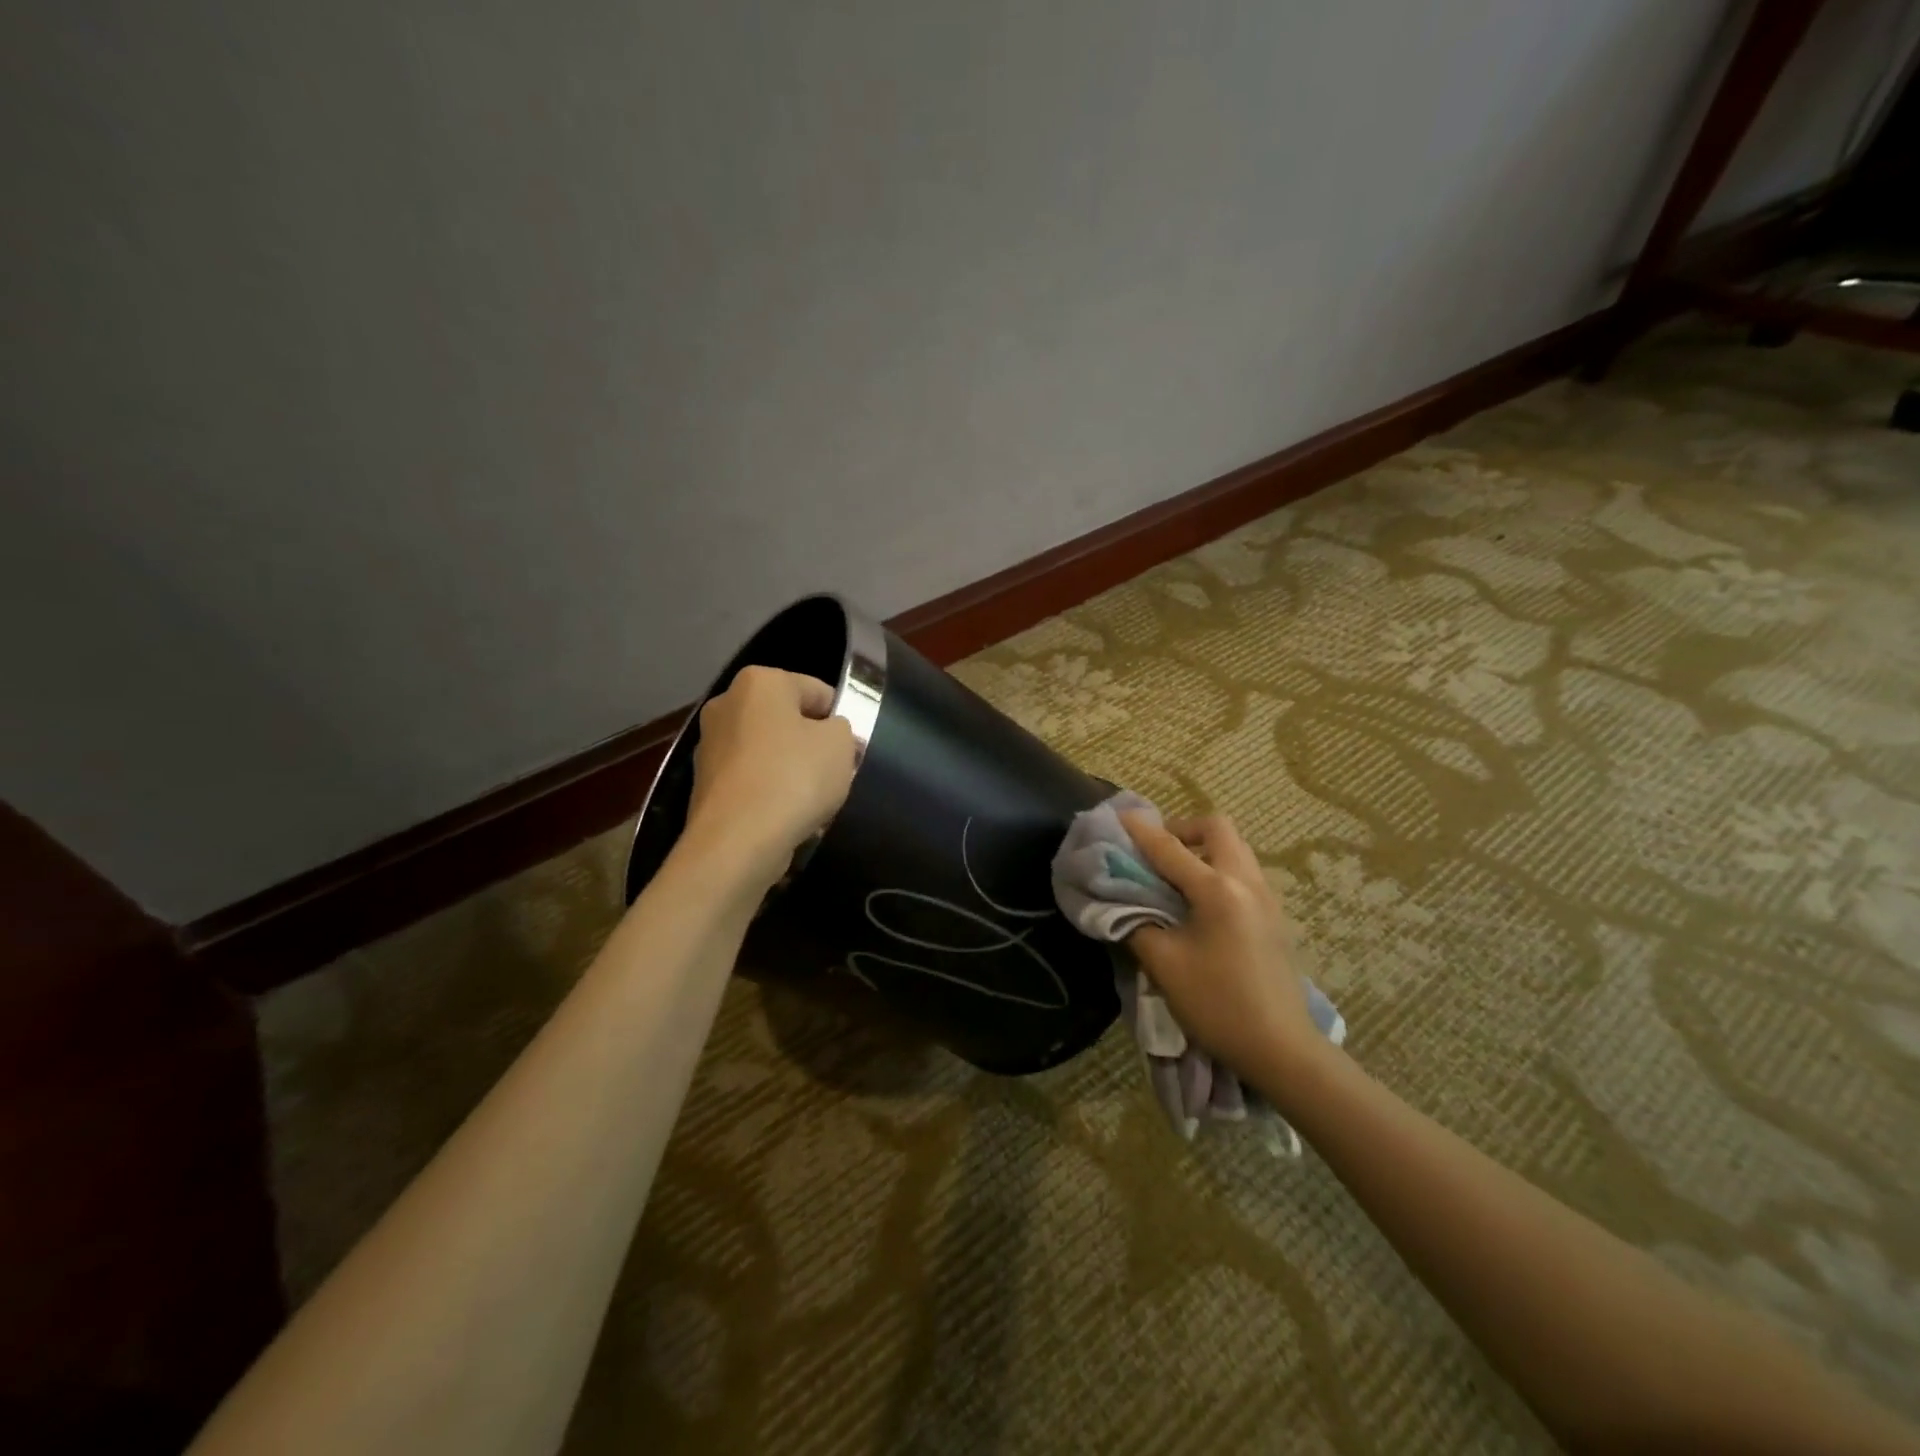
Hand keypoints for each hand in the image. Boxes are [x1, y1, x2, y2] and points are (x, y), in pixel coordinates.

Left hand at [683, 666, 856, 884]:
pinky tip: (788, 818)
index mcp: (759, 682)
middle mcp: (726, 705)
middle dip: (812, 744)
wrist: (737, 842)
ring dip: (792, 772)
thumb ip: (841, 728)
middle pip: (786, 721)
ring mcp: (710, 747)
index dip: (840, 717)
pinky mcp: (704, 785)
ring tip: (814, 802)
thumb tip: (827, 734)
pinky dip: (771, 795)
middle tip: (836, 772)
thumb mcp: (841, 743)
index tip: (852, 746)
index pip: (815, 690)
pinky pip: (752, 782)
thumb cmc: (794, 777)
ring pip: (769, 753)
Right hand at [1120, 811, 1325, 1105]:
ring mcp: (1267, 898)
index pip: (1170, 848)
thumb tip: (1120, 903)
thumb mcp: (1164, 964)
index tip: (1118, 816)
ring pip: (1235, 849)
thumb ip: (1136, 924)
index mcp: (1218, 890)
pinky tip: (1200, 904)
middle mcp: (1247, 882)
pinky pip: (1244, 872)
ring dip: (1203, 849)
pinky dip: (1218, 869)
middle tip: (1156, 852)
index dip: (1140, 831)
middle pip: (1218, 829)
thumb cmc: (1217, 1005)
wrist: (1282, 1049)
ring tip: (1175, 877)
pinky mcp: (1275, 917)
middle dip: (1183, 830)